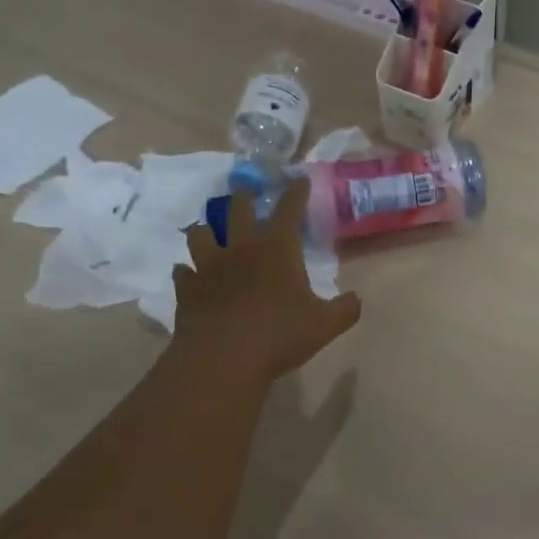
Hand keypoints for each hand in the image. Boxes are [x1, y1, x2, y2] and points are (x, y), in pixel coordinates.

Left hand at [176, 178, 360, 384]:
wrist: (222, 359)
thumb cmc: (278, 336)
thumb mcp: (324, 325)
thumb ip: (345, 309)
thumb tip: (356, 299)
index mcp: (277, 250)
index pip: (289, 210)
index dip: (296, 192)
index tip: (299, 179)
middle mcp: (241, 249)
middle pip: (238, 210)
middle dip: (244, 196)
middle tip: (245, 191)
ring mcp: (209, 267)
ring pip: (201, 234)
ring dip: (206, 229)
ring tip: (208, 230)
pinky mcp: (187, 289)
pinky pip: (183, 271)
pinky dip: (187, 271)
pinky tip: (189, 274)